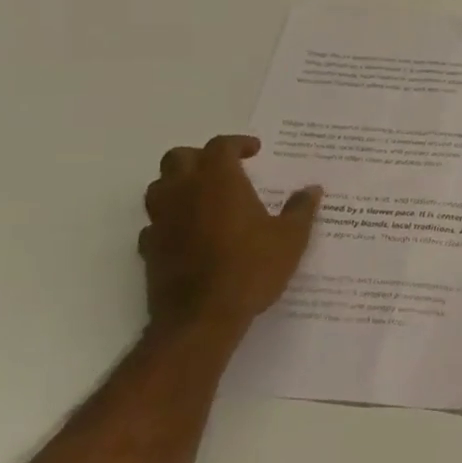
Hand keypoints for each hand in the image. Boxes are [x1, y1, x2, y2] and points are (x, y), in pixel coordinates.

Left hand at [139, 135, 320, 337]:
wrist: (201, 319)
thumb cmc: (251, 268)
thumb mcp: (291, 238)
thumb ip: (301, 209)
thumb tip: (312, 189)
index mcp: (219, 181)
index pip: (220, 146)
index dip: (238, 144)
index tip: (254, 151)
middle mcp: (184, 192)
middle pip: (179, 158)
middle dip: (200, 157)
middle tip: (223, 170)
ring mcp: (162, 221)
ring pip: (159, 187)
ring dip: (178, 185)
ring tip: (203, 198)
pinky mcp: (149, 249)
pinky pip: (154, 224)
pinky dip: (169, 221)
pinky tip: (187, 234)